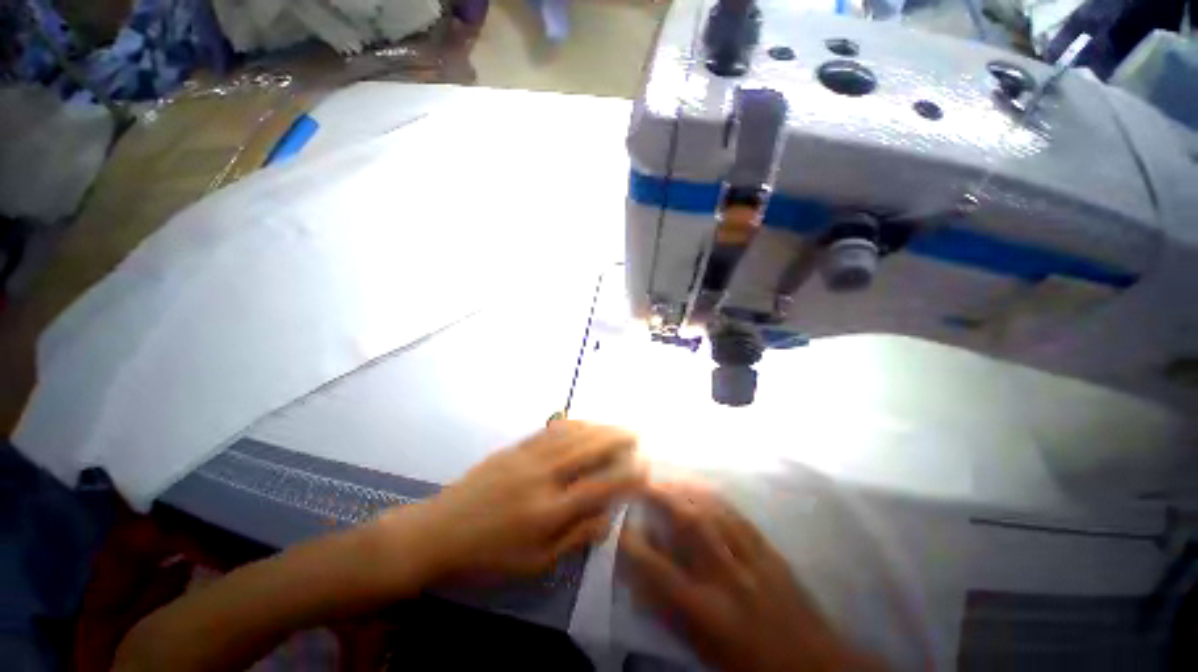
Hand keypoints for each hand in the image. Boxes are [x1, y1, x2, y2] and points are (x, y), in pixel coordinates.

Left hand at [374, 421, 642, 584]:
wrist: (437, 533)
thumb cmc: (486, 557)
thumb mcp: (532, 564)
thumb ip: (573, 539)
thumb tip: (605, 520)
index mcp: (549, 512)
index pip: (599, 488)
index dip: (626, 476)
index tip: (644, 467)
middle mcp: (543, 477)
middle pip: (588, 450)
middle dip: (616, 439)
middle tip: (635, 435)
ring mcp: (527, 457)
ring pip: (572, 435)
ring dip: (597, 427)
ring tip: (615, 426)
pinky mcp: (514, 448)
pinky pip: (550, 430)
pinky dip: (572, 424)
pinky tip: (582, 422)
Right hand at [621, 482, 872, 671]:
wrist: (814, 666)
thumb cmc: (748, 664)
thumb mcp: (702, 647)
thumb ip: (669, 609)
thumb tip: (642, 575)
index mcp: (707, 612)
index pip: (658, 570)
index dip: (633, 543)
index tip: (619, 523)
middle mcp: (727, 578)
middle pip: (689, 524)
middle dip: (661, 496)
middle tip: (642, 481)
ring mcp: (751, 559)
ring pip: (713, 511)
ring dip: (685, 489)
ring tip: (667, 478)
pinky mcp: (769, 550)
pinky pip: (737, 515)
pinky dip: (713, 497)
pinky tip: (701, 488)